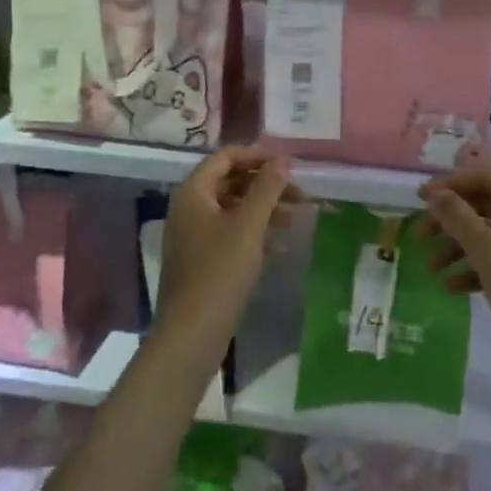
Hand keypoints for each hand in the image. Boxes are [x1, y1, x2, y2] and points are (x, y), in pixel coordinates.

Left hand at [156, 148, 300, 366]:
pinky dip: (254, 233)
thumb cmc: (219, 272)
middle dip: (266, 185)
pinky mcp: (201, 259)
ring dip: (264, 209)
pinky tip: (280, 245)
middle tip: (300, 195)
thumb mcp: (248, 226)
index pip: (226, 157)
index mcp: (193, 192)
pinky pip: (229, 234)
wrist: (191, 334)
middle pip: (230, 182)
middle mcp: (189, 208)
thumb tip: (282, 159)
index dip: (258, 156)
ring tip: (297, 219)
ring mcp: (193, 235)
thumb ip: (266, 189)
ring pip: (233, 209)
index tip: (289, 165)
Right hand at [418, 164, 490, 388]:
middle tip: (420, 236)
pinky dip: (477, 267)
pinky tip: (453, 288)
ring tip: (431, 270)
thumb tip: (436, 192)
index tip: (419, 200)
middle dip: (451, 218)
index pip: (486, 176)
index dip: (450, 183)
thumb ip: (460, 219)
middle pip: (487, 203)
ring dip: (459, 246)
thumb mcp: (490, 256)